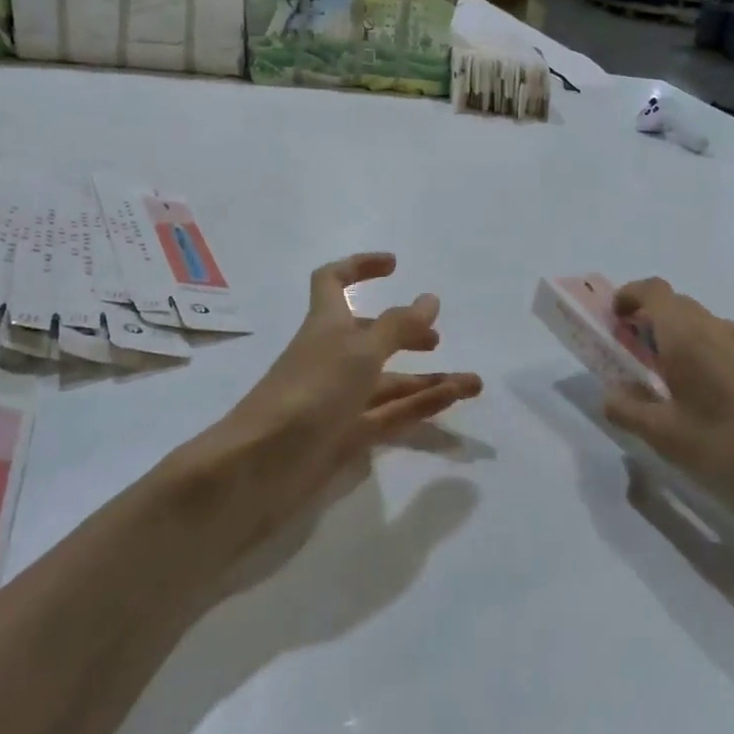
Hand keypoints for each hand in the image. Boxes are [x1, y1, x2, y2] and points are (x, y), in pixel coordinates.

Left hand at [173, 254, 480, 551]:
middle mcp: (332, 357)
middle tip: (436, 339)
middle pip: (371, 336)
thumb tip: (430, 298)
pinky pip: (390, 415)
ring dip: (429, 379)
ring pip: (390, 381)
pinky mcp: (345, 436)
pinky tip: (452, 402)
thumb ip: (398, 326)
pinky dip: (420, 407)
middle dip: (405, 333)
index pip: (333, 281)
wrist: (260, 467)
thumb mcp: (360, 350)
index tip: (394, 266)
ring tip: (473, 383)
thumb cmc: (310, 391)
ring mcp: (338, 399)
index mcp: (326, 325)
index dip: (360, 266)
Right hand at [600, 277, 733, 538]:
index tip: (614, 321)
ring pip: (702, 327)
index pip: (653, 290)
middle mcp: (718, 329)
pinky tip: (705, 403)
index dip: (629, 297)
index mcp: (688, 335)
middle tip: (631, 357)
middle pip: (676, 307)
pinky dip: (703, 358)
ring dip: (677, 341)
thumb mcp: (666, 437)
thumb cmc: (730, 448)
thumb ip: (628, 410)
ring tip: (665, 385)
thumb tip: (609, 395)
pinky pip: (724, 347)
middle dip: (649, 322)